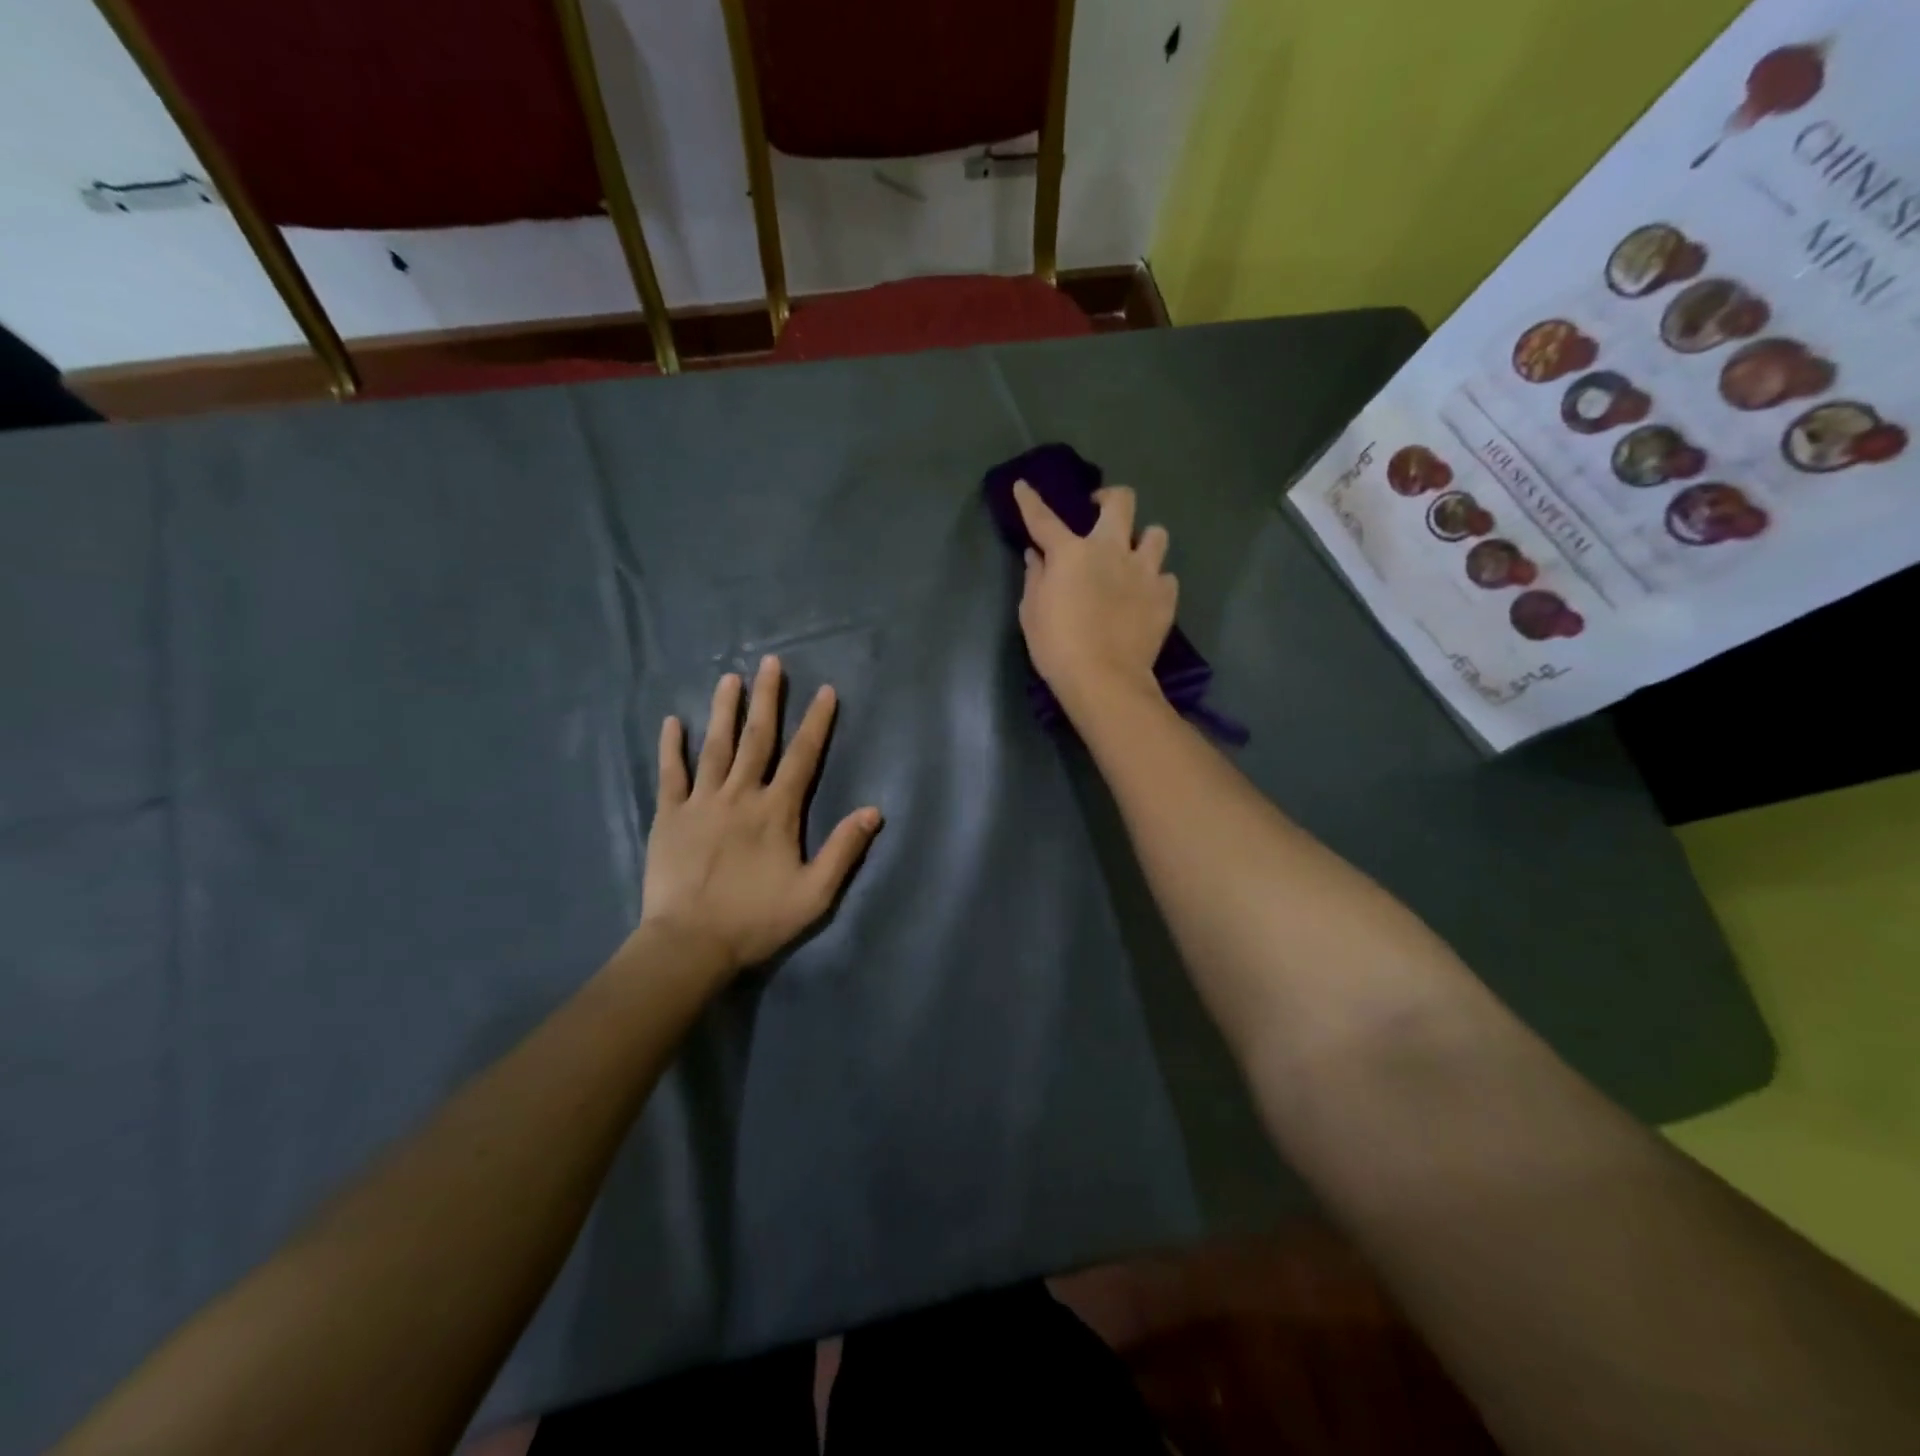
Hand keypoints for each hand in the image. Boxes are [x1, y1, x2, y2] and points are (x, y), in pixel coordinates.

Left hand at [641, 657, 881, 977]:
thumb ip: (844, 850)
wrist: (690, 944)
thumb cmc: (756, 920)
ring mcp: (701, 802)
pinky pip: (671, 774)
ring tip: (730, 677)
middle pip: (757, 739)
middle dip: (767, 699)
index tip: (825, 690)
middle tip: (771, 662)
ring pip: (715, 746)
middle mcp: (740, 795)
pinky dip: (672, 747)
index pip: (803, 757)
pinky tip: (673, 722)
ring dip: (724, 710)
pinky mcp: (668, 816)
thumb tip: (874, 811)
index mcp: (777, 811)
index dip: (817, 722)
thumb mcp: (815, 894)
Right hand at [1013, 480, 1176, 714]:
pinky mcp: (1165, 595)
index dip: (1030, 500)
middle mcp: (1111, 550)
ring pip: (1156, 534)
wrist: (1104, 679)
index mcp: (1072, 553)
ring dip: (1143, 541)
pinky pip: (1166, 576)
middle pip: (1121, 501)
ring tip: (1134, 557)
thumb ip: (1035, 578)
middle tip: (1100, 510)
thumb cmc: (1057, 647)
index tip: (1023, 486)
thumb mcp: (1032, 613)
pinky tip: (1146, 596)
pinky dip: (1155, 582)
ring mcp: (1144, 571)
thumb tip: (1037, 556)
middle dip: (1110, 498)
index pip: (1044, 519)